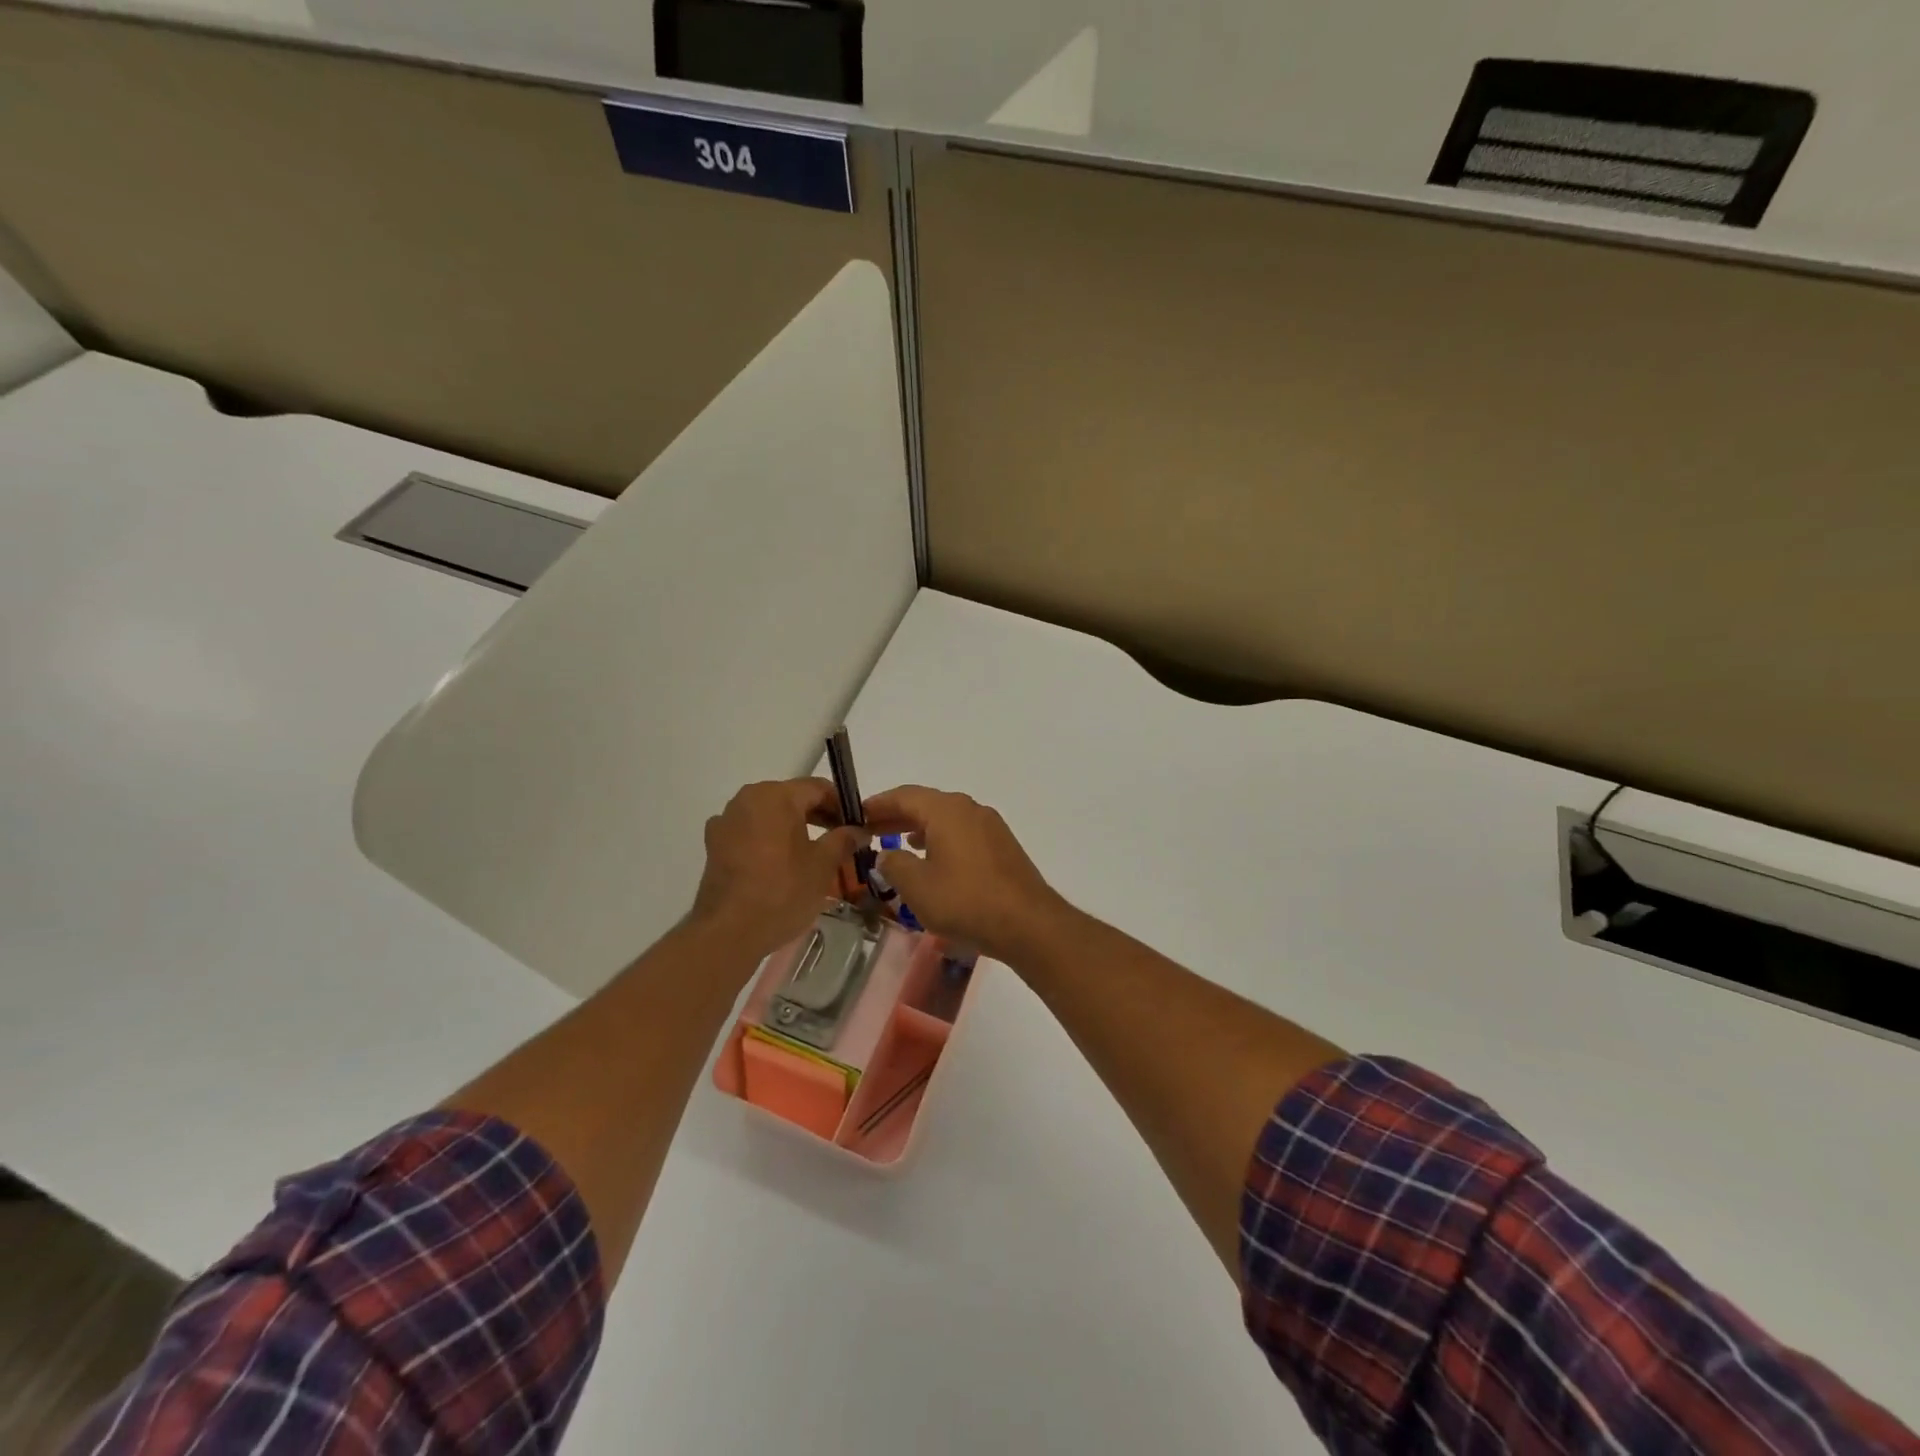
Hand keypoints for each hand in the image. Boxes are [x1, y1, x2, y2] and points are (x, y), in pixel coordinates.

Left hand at [689, 779, 862, 959]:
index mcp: (776, 796)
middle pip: (792, 799)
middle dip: (818, 816)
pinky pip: (750, 832)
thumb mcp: (823, 865)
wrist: (728, 932)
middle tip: (841, 841)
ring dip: (793, 828)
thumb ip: (843, 839)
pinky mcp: (715, 844)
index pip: (818, 788)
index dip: (842, 805)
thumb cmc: (782, 892)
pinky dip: (769, 841)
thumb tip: (859, 830)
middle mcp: (747, 798)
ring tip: (813, 854)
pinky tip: (781, 865)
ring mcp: (726, 821)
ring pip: (770, 816)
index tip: (858, 826)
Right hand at [863, 786, 1068, 962]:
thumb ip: (894, 865)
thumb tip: (887, 855)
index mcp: (947, 810)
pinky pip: (962, 834)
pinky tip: (933, 861)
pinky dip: (941, 840)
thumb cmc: (966, 901)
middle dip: (897, 816)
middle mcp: (970, 809)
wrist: (1028, 924)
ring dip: (919, 829)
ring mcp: (990, 827)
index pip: (904, 795)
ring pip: (946, 820)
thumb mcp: (917, 887)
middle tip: (870, 831)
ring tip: (898, 845)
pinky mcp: (1002, 847)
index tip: (856, 814)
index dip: (878, 804)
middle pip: (926, 804)